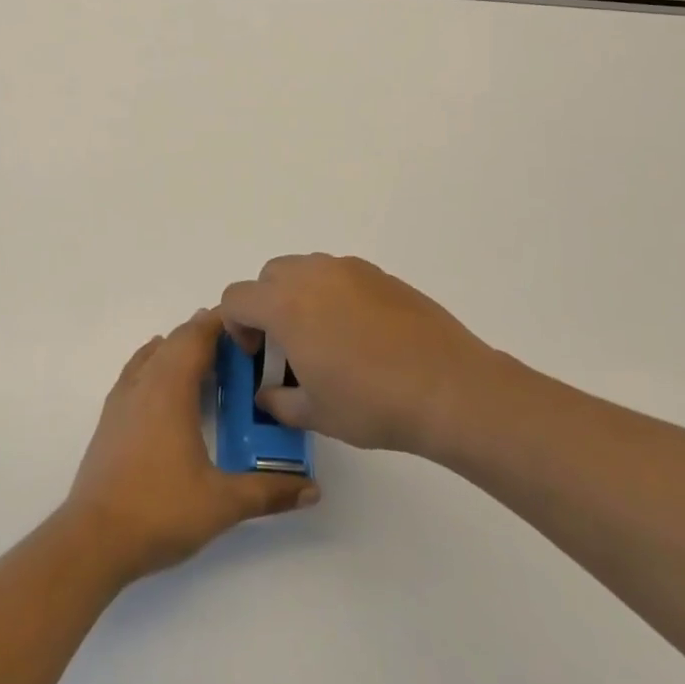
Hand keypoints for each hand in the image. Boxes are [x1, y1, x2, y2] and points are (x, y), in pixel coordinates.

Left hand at [64, 309, 317, 584]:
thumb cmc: (159, 511)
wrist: (93, 539)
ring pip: (153, 354)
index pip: (197, 336)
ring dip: (179, 348)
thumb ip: (269, 492)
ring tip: (208, 360)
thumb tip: (313, 489)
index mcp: (170, 388)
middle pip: (175, 340)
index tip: (250, 321)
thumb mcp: (222, 503)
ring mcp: (122, 399)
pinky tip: (166, 385)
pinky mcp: (110, 418)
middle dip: (205, 334)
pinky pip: (137, 372)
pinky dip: (157, 364)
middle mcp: (144, 382)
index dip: (221, 322)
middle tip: (239, 345)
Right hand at [221, 254, 503, 455]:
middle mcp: (312, 275)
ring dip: (299, 296)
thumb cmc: (372, 403)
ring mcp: (349, 269)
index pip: (236, 298)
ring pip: (305, 270)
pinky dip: (334, 295)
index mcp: (285, 305)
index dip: (235, 325)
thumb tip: (268, 393)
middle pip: (269, 276)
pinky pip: (339, 275)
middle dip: (266, 307)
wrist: (448, 387)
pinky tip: (360, 334)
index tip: (256, 354)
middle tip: (286, 346)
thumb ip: (278, 401)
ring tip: (325, 338)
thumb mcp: (315, 414)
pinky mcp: (380, 274)